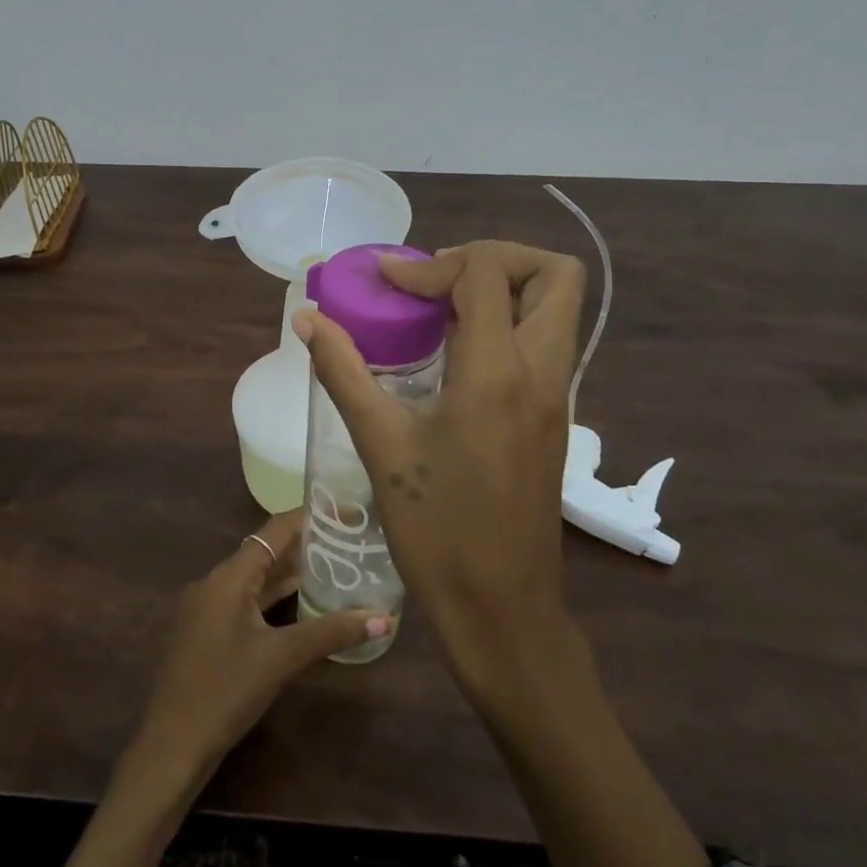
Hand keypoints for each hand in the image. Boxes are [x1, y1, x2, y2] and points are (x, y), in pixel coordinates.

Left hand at [125, 509, 391, 793]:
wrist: (172, 744)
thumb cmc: (226, 691)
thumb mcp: (282, 658)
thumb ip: (331, 632)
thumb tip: (384, 618)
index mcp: (228, 576)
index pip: (273, 530)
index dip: (308, 516)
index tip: (344, 509)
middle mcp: (215, 582)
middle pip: (265, 552)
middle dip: (305, 545)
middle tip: (349, 539)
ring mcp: (208, 608)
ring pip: (256, 579)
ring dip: (290, 573)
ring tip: (336, 565)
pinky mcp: (207, 632)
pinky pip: (246, 601)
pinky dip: (274, 598)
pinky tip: (302, 606)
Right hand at [295, 241, 587, 693]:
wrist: (502, 609)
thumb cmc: (437, 530)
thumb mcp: (381, 445)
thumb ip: (344, 372)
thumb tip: (307, 319)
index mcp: (498, 373)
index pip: (482, 275)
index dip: (429, 266)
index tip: (385, 282)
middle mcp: (543, 372)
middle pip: (554, 273)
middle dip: (494, 257)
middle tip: (438, 281)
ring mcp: (559, 395)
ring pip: (557, 307)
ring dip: (504, 288)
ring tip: (442, 309)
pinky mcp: (556, 417)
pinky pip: (545, 341)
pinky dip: (508, 323)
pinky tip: (455, 355)